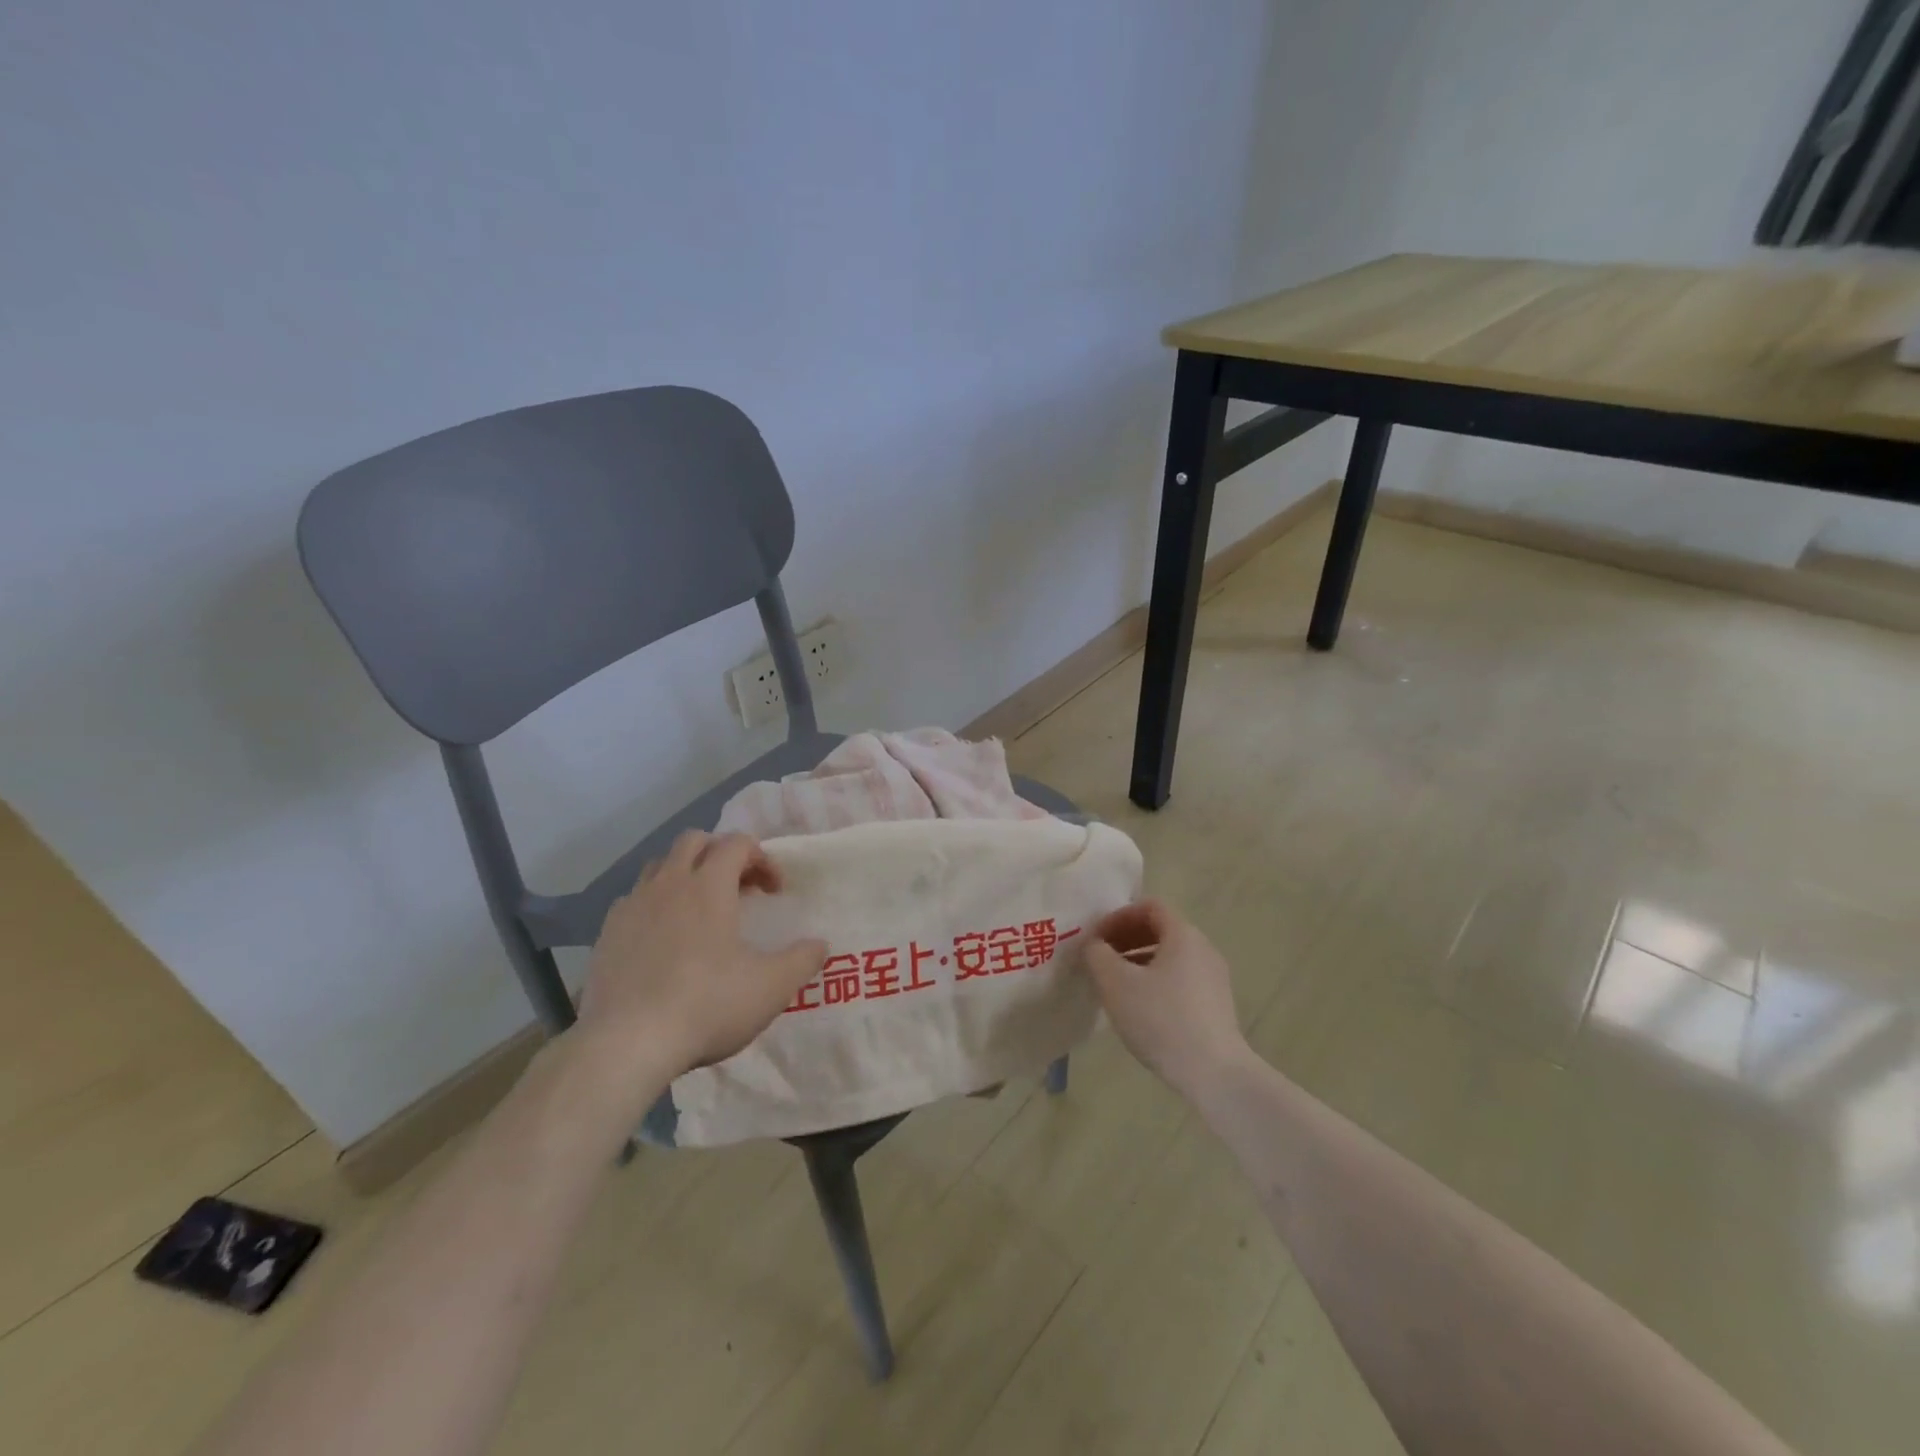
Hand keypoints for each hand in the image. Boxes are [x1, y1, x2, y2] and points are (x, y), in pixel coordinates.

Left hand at [574, 831, 825, 1088]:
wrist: (627, 1044)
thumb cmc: (707, 1005)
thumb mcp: (772, 987)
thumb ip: (802, 960)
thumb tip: (820, 945)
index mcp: (709, 886)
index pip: (737, 843)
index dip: (762, 858)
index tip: (774, 892)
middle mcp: (668, 884)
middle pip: (695, 841)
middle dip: (721, 854)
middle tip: (739, 889)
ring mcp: (632, 906)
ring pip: (660, 866)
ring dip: (685, 875)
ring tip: (700, 911)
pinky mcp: (607, 934)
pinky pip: (634, 900)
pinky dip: (655, 905)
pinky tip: (663, 940)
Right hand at [1083, 899, 1252, 1100]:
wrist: (1214, 1073)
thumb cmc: (1161, 1018)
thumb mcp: (1115, 983)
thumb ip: (1098, 955)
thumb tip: (1095, 945)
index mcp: (1183, 934)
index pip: (1149, 906)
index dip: (1118, 916)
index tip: (1096, 939)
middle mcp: (1203, 948)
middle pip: (1160, 930)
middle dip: (1126, 938)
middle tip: (1100, 959)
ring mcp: (1213, 978)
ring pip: (1170, 957)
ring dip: (1138, 962)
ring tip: (1115, 986)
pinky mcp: (1216, 1005)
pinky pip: (1180, 979)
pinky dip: (1155, 981)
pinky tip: (1140, 1009)